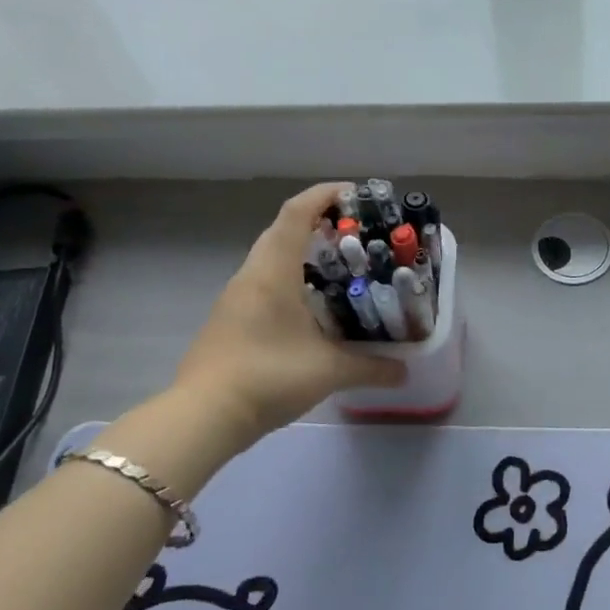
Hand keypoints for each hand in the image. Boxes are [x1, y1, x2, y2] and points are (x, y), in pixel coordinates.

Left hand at [174, 183, 403, 449]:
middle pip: (283, 230)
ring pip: (272, 257)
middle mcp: (252, 275)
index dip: (324, 195)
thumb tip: (405, 370)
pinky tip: (313, 307)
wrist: (204, 416)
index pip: (296, 213)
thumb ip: (371, 368)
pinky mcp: (230, 319)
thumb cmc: (268, 376)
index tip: (355, 194)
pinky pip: (264, 282)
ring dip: (303, 252)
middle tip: (356, 233)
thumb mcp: (328, 371)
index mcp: (273, 271)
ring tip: (341, 267)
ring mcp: (236, 297)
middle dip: (318, 222)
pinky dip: (291, 279)